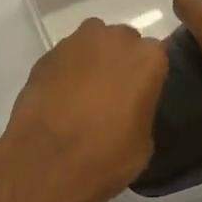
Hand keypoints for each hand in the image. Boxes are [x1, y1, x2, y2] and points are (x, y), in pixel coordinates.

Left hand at [0, 18, 167, 201]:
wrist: (47, 161)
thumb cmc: (106, 155)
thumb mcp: (143, 142)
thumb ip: (141, 110)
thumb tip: (130, 109)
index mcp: (147, 58)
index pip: (156, 56)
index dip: (147, 76)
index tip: (140, 94)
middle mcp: (114, 39)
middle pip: (122, 43)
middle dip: (118, 62)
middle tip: (112, 93)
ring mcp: (76, 43)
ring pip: (91, 45)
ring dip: (91, 62)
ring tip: (83, 94)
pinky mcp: (46, 55)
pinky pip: (64, 58)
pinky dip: (65, 72)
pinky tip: (60, 98)